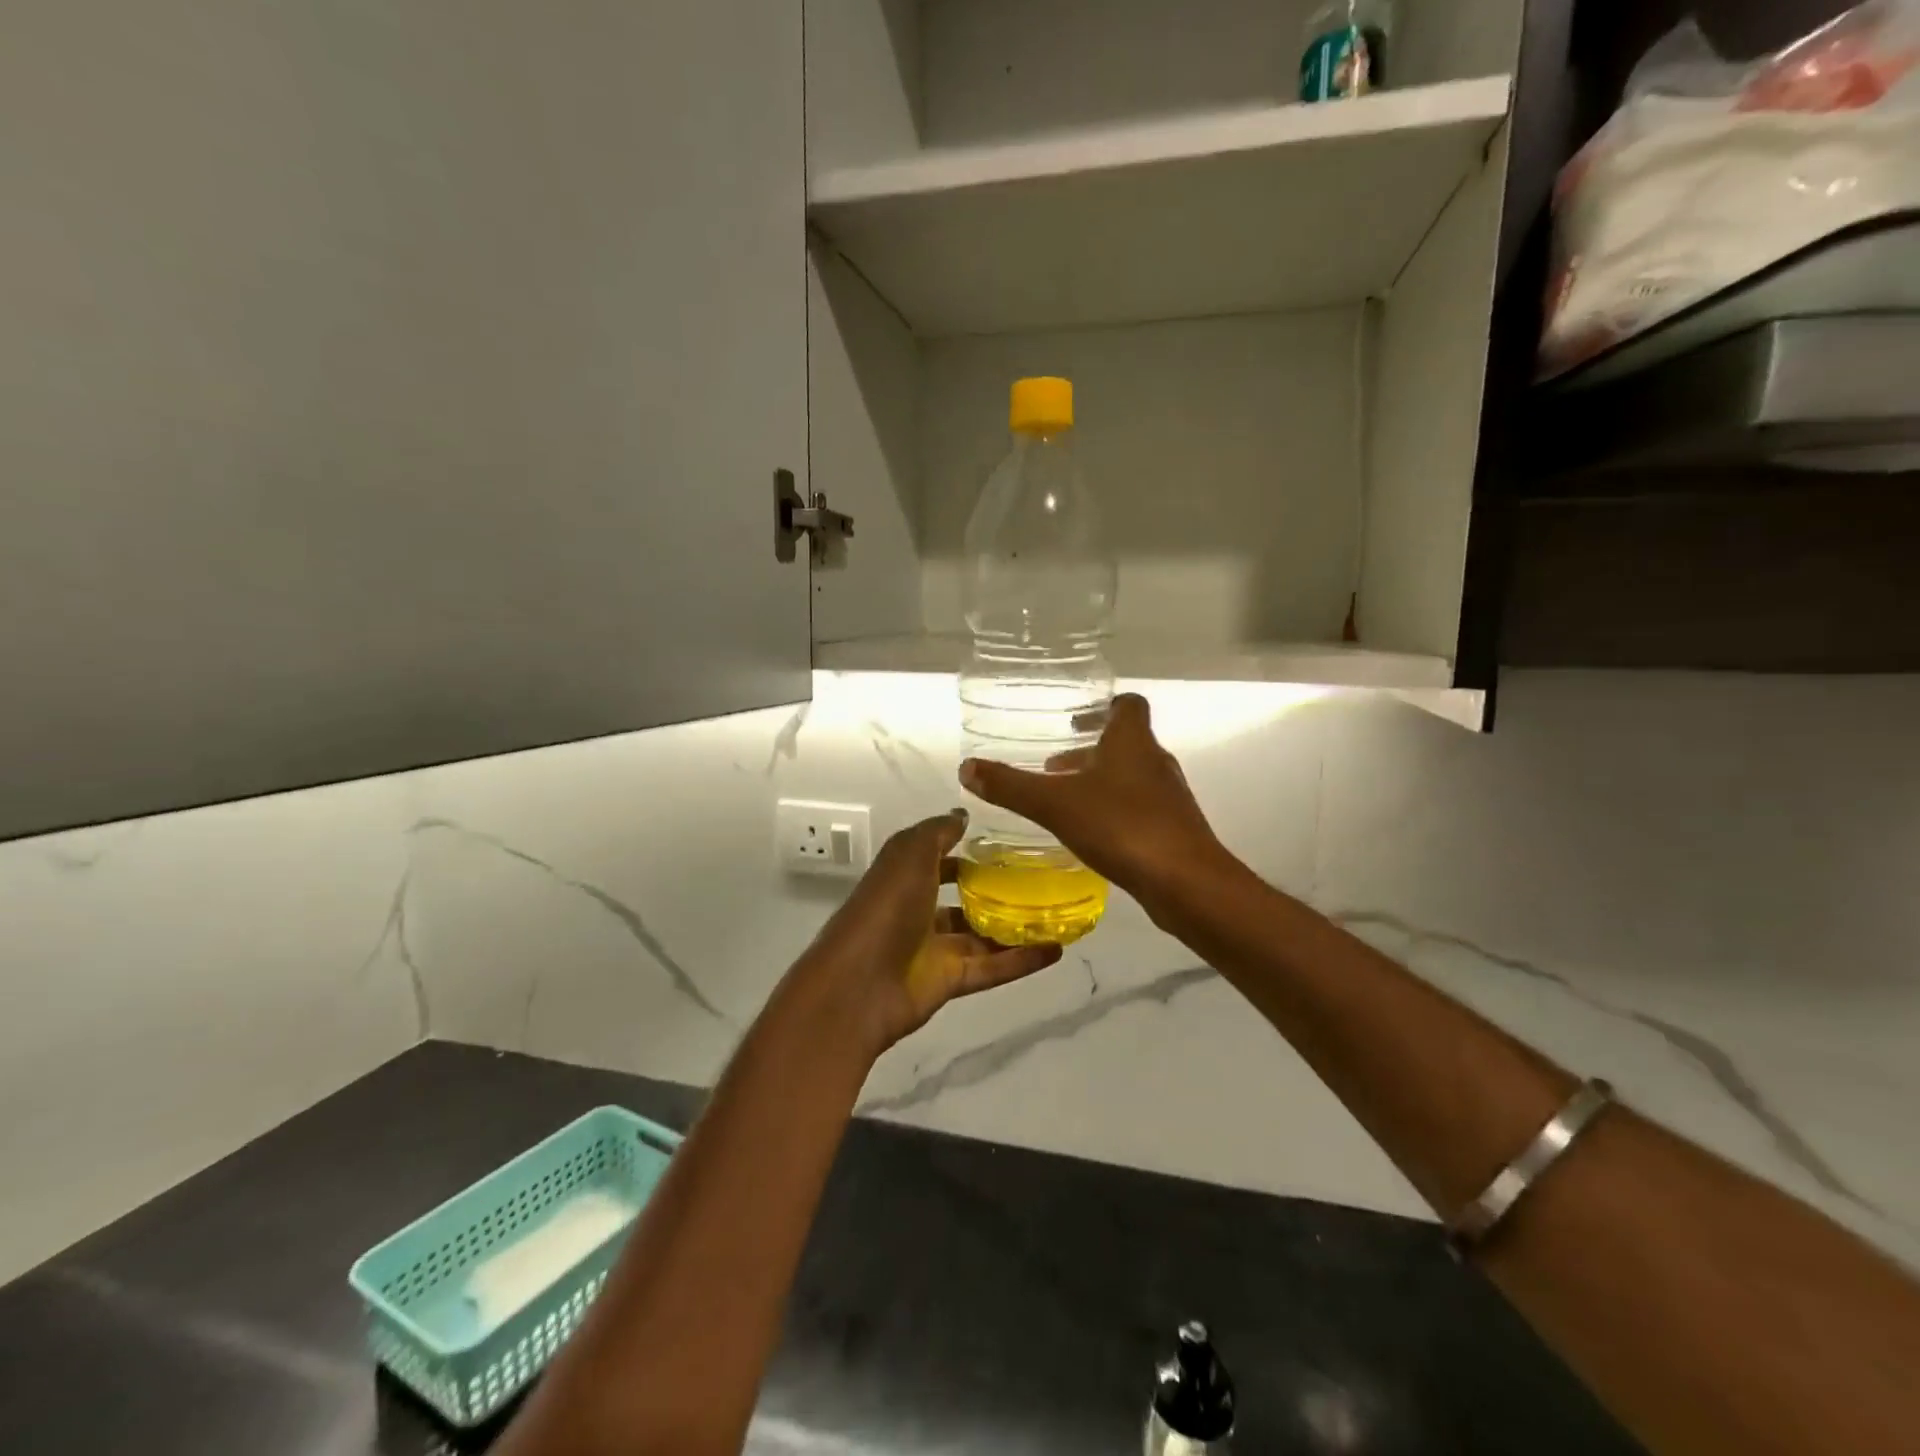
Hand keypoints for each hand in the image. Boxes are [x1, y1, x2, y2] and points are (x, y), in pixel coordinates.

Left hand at [789, 810, 1062, 1057]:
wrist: (859, 984)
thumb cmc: (885, 907)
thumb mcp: (910, 854)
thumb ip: (938, 833)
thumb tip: (963, 816)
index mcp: (905, 877)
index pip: (939, 859)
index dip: (967, 851)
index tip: (1008, 844)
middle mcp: (919, 910)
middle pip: (963, 898)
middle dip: (996, 890)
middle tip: (1042, 879)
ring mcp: (934, 949)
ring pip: (982, 935)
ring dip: (1016, 926)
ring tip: (1059, 912)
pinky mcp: (950, 981)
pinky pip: (992, 967)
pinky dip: (1022, 960)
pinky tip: (1057, 949)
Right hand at [959, 693, 1227, 913]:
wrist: (1185, 883)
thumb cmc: (1121, 826)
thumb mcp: (1054, 804)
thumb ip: (1010, 786)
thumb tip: (967, 768)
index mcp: (1133, 742)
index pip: (1128, 705)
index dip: (1104, 706)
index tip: (1076, 719)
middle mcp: (1155, 762)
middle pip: (1126, 743)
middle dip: (1090, 750)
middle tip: (1055, 766)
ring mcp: (1169, 797)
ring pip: (1132, 778)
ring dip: (1101, 782)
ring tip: (1065, 800)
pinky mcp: (1174, 830)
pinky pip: (1139, 809)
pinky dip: (1114, 811)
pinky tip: (1090, 834)